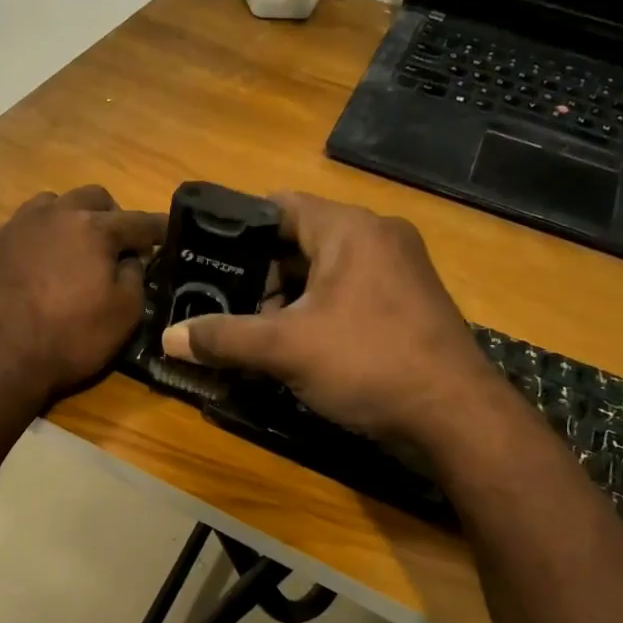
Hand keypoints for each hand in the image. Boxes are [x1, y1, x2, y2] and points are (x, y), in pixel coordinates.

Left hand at [0, 185, 165, 406]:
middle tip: (117, 244)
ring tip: (74, 248)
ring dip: (72, 218)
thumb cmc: (69, 339)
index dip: (157, 229)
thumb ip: (135, 276)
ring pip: (54, 204)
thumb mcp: (123, 315)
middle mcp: (55, 214)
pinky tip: (39, 263)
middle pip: (93, 197)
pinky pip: (24, 226)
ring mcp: (18, 226)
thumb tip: (131, 259)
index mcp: (93, 228)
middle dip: (113, 215)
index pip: (137, 220)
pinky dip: (41, 236)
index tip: (167, 234)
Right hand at [160, 192, 500, 445]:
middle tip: (222, 302)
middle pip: (300, 240)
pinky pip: (348, 293)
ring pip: (324, 270)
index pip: (279, 205)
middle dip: (260, 273)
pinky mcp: (407, 303)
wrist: (456, 417)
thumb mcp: (285, 349)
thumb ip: (222, 337)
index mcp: (349, 228)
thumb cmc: (368, 363)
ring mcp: (399, 270)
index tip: (204, 255)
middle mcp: (378, 237)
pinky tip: (294, 344)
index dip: (237, 228)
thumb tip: (166, 338)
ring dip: (287, 297)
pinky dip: (317, 310)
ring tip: (251, 329)